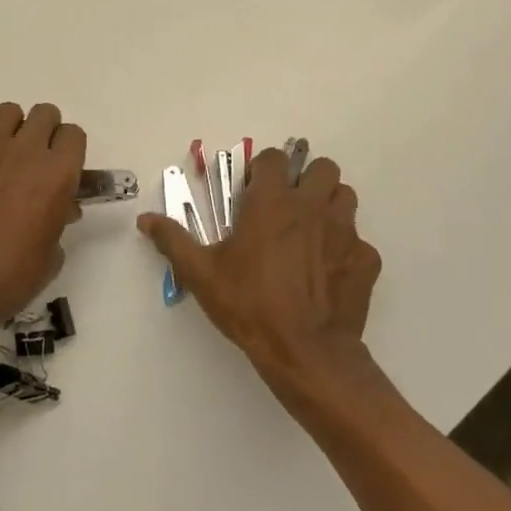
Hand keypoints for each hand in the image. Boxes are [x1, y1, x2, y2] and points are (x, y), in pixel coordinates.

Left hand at [0, 103, 85, 346]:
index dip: (70, 150)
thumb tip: (61, 208)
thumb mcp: (51, 255)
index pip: (74, 135)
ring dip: (12, 128)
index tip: (63, 168)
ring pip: (8, 111)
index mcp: (56, 174)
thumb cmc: (9, 278)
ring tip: (4, 154)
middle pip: (44, 114)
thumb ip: (59, 220)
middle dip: (46, 132)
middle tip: (36, 160)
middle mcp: (24, 152)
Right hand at [138, 149, 381, 387]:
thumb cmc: (249, 305)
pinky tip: (329, 273)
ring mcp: (344, 231)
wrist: (305, 352)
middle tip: (289, 207)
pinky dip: (346, 250)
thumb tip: (145, 219)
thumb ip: (173, 241)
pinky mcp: (365, 259)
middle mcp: (311, 206)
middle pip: (321, 167)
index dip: (263, 170)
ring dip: (330, 205)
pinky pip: (359, 242)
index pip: (273, 159)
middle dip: (306, 180)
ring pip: (345, 196)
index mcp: (271, 202)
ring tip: (312, 231)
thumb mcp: (201, 274)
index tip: (254, 191)